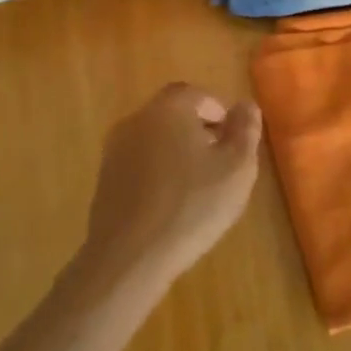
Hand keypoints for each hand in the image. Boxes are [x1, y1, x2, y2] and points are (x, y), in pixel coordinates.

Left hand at [81, 83, 262, 286]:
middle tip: (220, 161)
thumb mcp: (236, 168)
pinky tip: (171, 203)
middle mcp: (137, 120)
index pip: (197, 94)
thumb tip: (246, 105)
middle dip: (198, 130)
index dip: (219, 112)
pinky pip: (139, 163)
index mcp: (169, 108)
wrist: (129, 256)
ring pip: (154, 138)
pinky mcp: (105, 179)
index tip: (233, 140)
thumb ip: (245, 130)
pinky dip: (157, 172)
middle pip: (173, 113)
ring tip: (198, 185)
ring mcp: (115, 150)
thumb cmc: (191, 206)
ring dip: (177, 152)